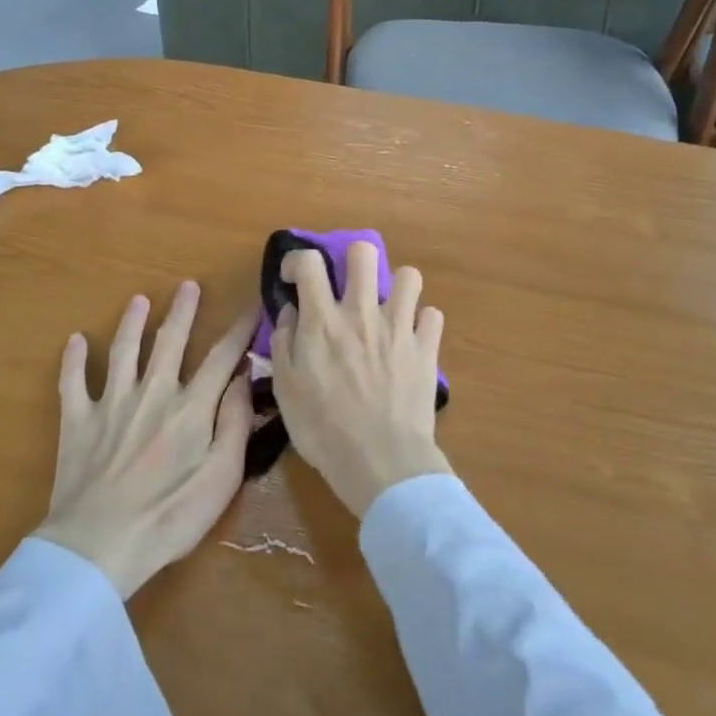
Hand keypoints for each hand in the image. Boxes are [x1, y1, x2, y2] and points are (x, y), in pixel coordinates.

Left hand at [35, 282, 257, 598]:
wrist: (98, 545)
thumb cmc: (169, 518)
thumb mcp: (221, 479)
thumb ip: (236, 424)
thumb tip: (244, 378)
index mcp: (191, 408)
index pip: (222, 357)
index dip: (239, 330)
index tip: (252, 306)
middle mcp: (152, 393)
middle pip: (170, 341)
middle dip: (182, 311)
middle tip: (188, 285)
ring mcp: (111, 403)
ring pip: (123, 350)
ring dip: (132, 322)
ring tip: (138, 300)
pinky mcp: (77, 420)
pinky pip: (73, 382)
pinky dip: (73, 360)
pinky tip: (76, 340)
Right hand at [270, 242, 450, 518]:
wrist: (381, 461)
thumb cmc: (324, 430)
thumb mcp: (285, 390)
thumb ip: (283, 343)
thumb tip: (290, 312)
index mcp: (322, 322)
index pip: (310, 263)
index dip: (299, 260)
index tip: (296, 278)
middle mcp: (362, 314)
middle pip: (363, 253)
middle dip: (353, 259)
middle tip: (348, 285)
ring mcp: (399, 328)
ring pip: (409, 276)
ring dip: (396, 287)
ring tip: (388, 308)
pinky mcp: (427, 349)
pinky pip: (433, 316)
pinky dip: (422, 322)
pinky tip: (412, 338)